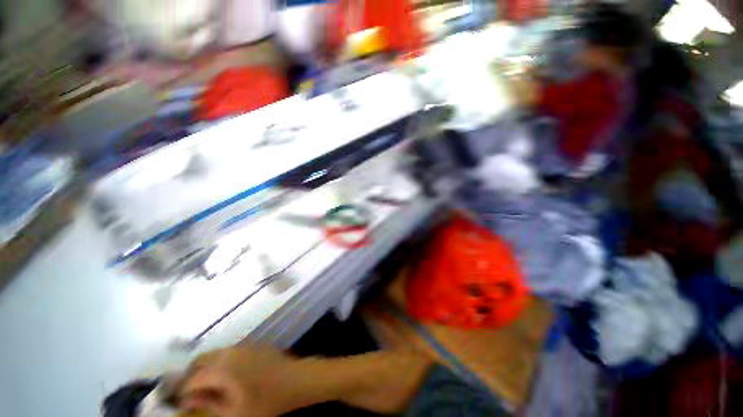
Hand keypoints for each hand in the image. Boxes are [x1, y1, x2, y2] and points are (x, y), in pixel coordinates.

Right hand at [178, 344, 300, 416]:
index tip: (177, 403)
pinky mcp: (253, 345)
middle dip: (190, 375)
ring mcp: (243, 346)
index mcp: (222, 369)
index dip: (181, 391)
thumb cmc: (265, 402)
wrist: (294, 380)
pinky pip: (229, 351)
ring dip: (205, 367)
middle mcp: (230, 352)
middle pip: (201, 360)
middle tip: (189, 393)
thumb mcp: (232, 412)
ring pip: (215, 353)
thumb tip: (186, 400)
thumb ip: (207, 404)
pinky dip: (220, 361)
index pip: (191, 378)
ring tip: (205, 385)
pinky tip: (225, 375)